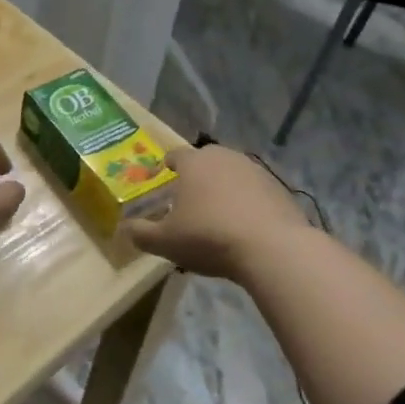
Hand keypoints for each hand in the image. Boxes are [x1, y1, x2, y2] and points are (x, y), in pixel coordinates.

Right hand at [122, 144, 314, 281]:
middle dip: (197, 175)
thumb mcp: (165, 242)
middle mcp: (224, 158)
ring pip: (232, 173)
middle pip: (206, 160)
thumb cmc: (209, 238)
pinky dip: (248, 201)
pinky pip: (255, 190)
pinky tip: (246, 225)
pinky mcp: (279, 188)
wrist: (272, 249)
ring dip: (224, 187)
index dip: (167, 165)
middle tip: (191, 197)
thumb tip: (125, 228)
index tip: (164, 177)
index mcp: (193, 163)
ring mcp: (255, 170)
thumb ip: (140, 233)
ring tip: (219, 213)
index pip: (175, 154)